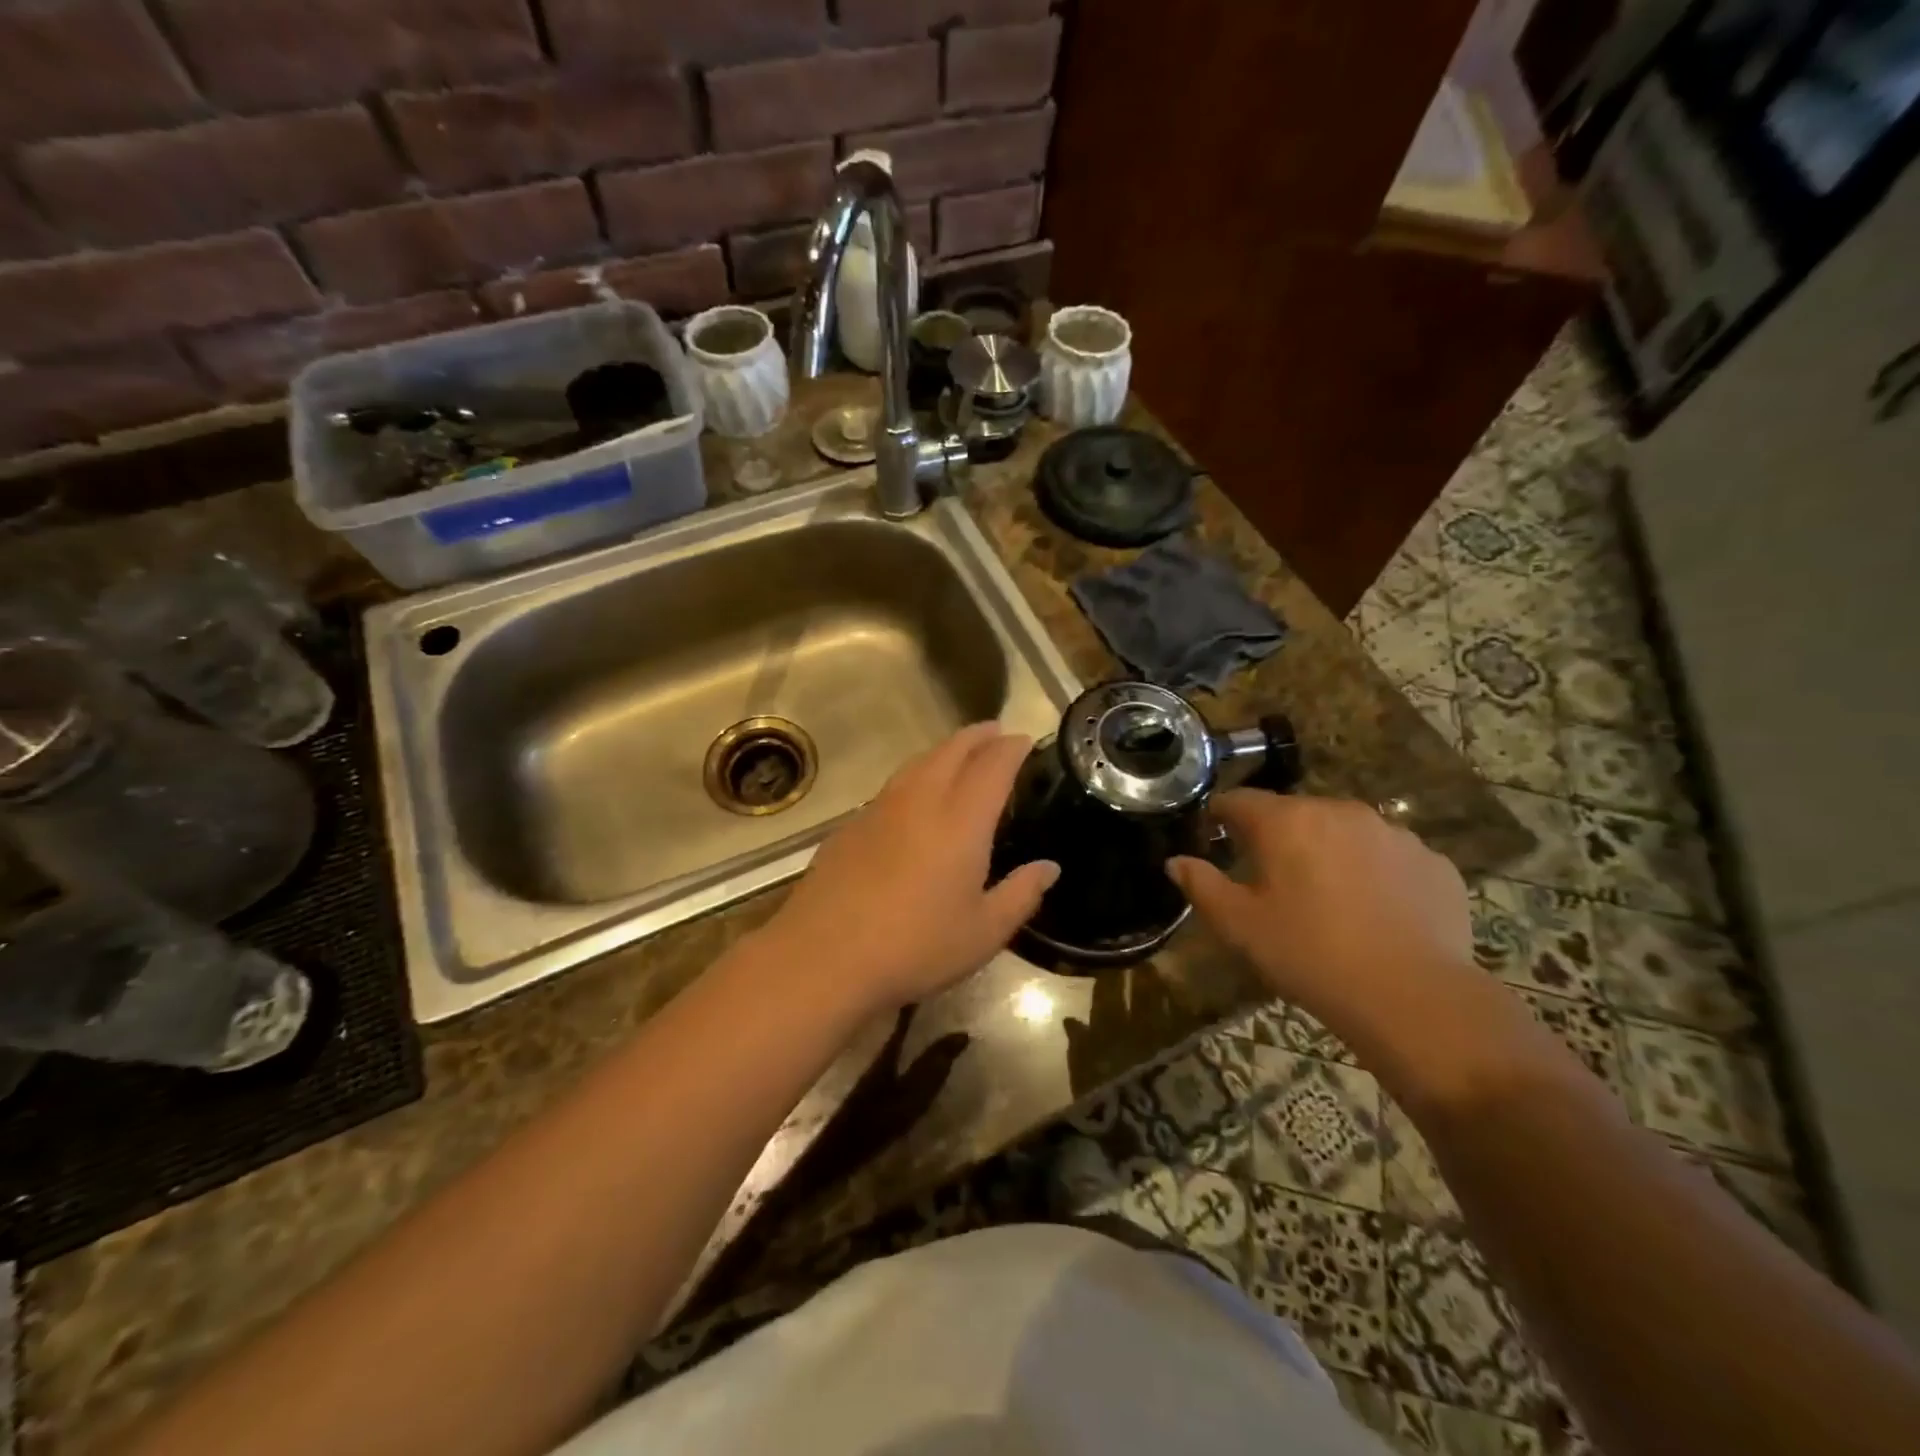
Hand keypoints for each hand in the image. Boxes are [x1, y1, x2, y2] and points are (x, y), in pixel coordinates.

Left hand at [759, 723, 1058, 1014]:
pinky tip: (914, 800)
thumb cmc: (915, 947)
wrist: (824, 956)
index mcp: (961, 820)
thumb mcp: (984, 933)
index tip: (1024, 740)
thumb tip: (1049, 867)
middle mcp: (920, 800)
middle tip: (996, 733)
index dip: (1012, 748)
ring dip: (944, 751)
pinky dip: (915, 777)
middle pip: (952, 750)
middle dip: (978, 736)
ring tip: (959, 756)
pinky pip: (892, 786)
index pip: (993, 765)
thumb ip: (1022, 894)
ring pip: (917, 762)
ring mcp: (880, 809)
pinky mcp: (850, 825)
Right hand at [1167, 792, 1472, 1022]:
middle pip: (1294, 812)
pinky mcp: (1433, 862)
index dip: (1220, 815)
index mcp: (1287, 821)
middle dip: (1277, 837)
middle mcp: (1340, 811)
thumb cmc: (1310, 955)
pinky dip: (1375, 873)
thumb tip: (1176, 861)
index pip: (1239, 800)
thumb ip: (1202, 885)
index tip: (1214, 837)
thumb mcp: (1239, 926)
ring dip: (1328, 852)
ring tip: (1327, 899)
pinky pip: (1389, 857)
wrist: (1413, 997)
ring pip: (1344, 831)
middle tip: (1271, 881)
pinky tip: (1375, 913)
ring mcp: (1394, 833)